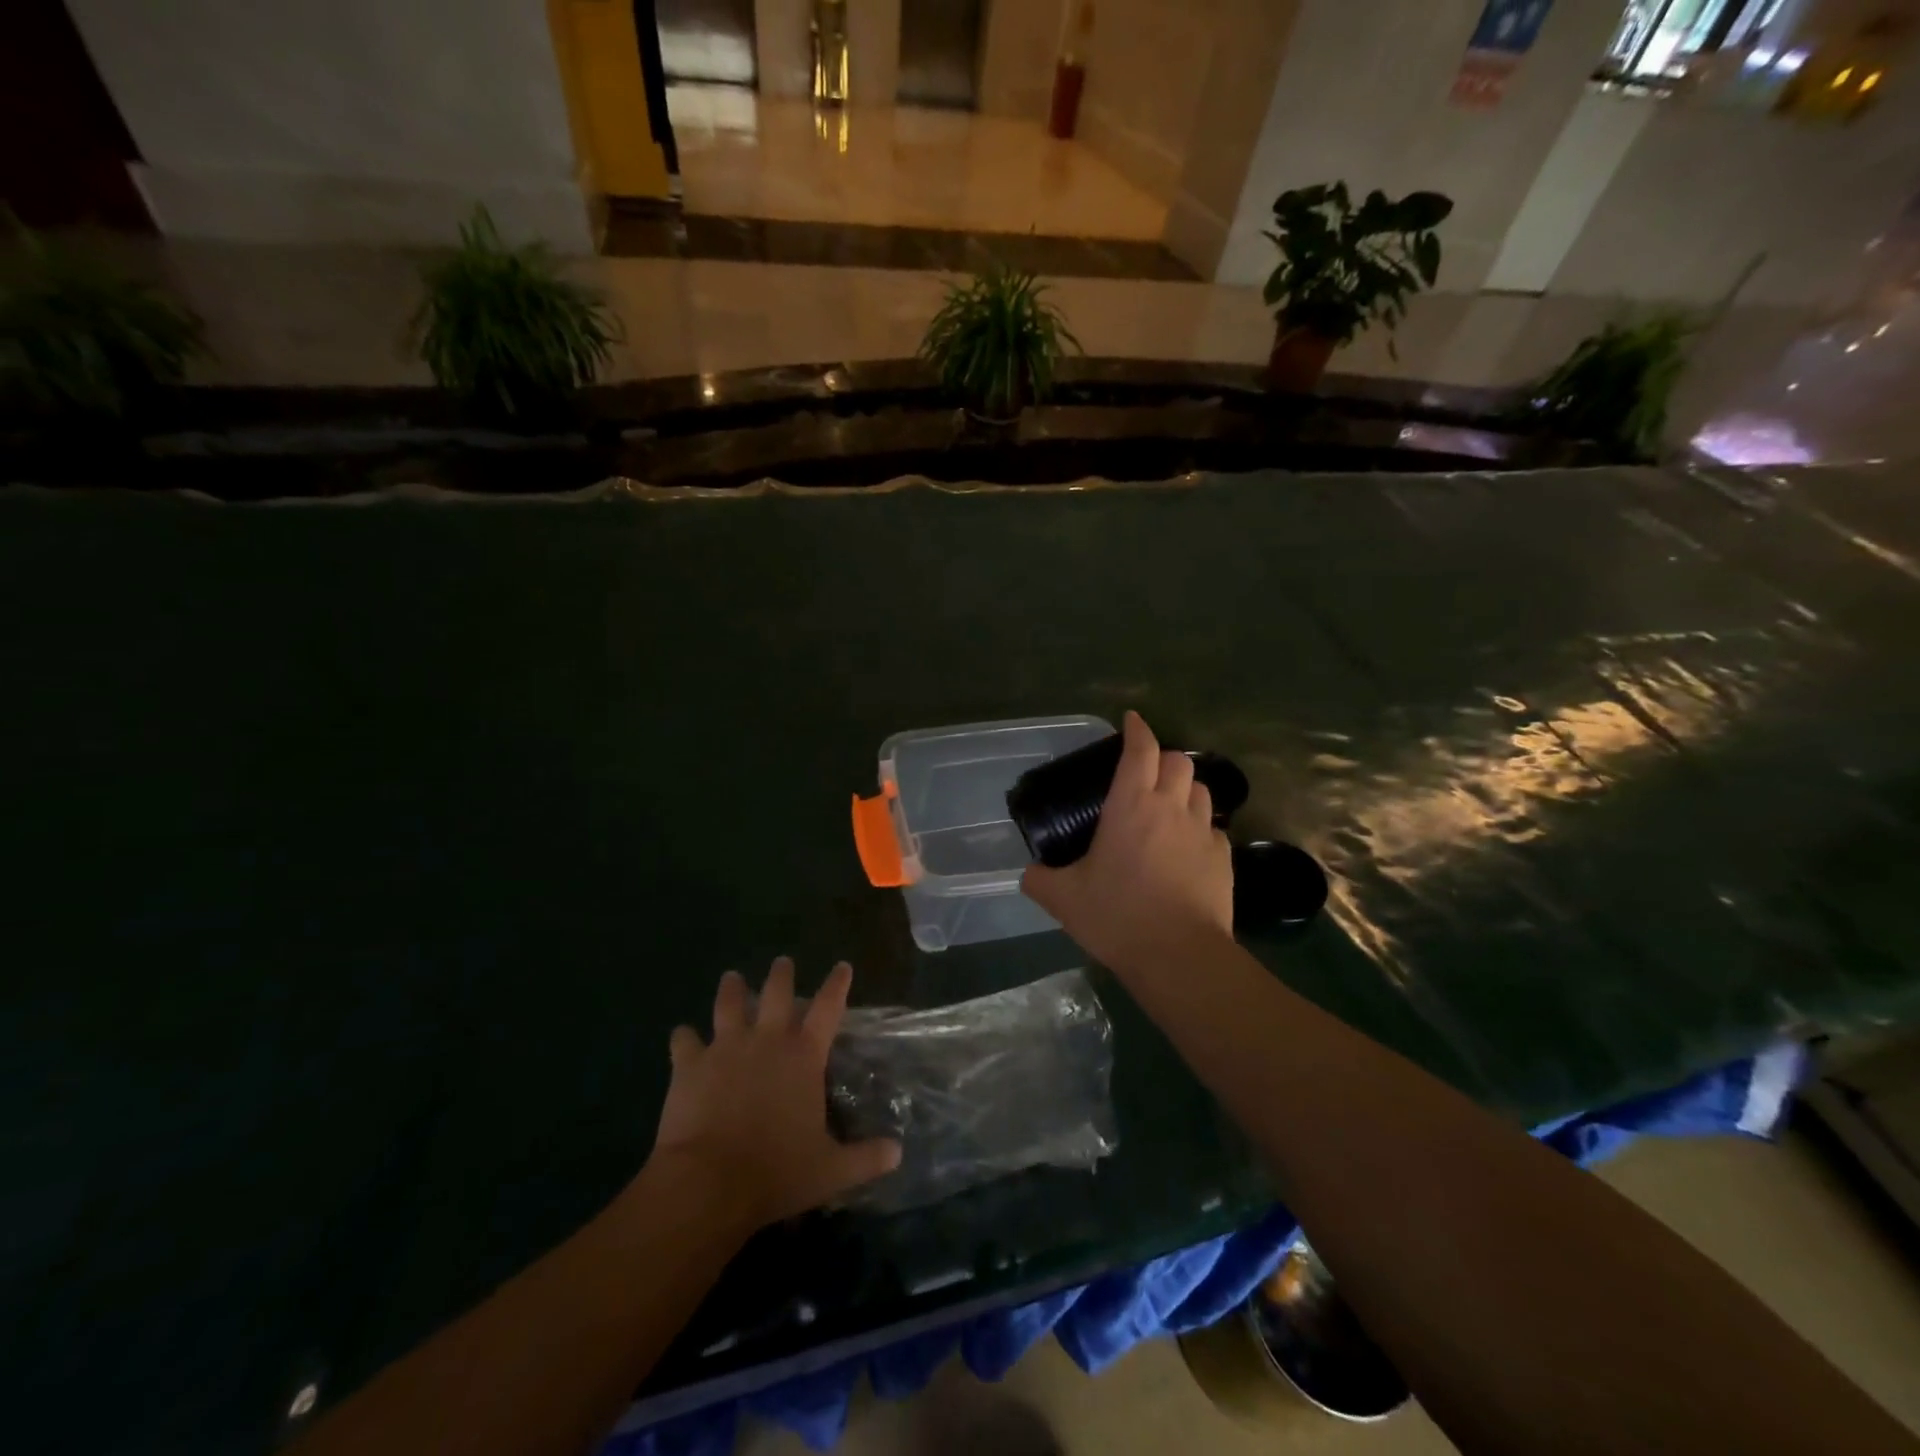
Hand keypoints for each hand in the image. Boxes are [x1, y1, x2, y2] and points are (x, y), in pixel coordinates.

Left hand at [649, 958, 900, 1227]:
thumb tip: (898, 1152)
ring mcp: (725, 1048)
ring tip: (732, 978)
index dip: (837, 984)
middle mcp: (767, 1040)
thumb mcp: (831, 1170)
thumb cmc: (776, 1172)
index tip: (842, 966)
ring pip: (729, 1004)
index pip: (828, 1008)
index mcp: (803, 1056)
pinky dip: (684, 1037)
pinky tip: (681, 1035)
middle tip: (782, 962)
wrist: (708, 1182)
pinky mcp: (689, 1065)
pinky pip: (684, 1041)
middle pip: (776, 993)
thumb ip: (866, 1158)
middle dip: (781, 974)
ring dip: (732, 989)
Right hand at [1021, 711, 1233, 967]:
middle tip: (1145, 774)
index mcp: (1131, 805)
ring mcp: (1203, 832)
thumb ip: (1039, 879)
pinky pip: (1214, 829)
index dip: (1137, 729)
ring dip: (1184, 790)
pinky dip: (1200, 828)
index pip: (1140, 749)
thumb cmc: (1118, 916)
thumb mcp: (1063, 899)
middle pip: (1178, 761)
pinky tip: (1187, 849)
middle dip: (1162, 758)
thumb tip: (1028, 873)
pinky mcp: (1224, 859)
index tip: (1131, 720)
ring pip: (1201, 791)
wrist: (1179, 955)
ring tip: (1169, 807)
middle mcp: (1171, 808)